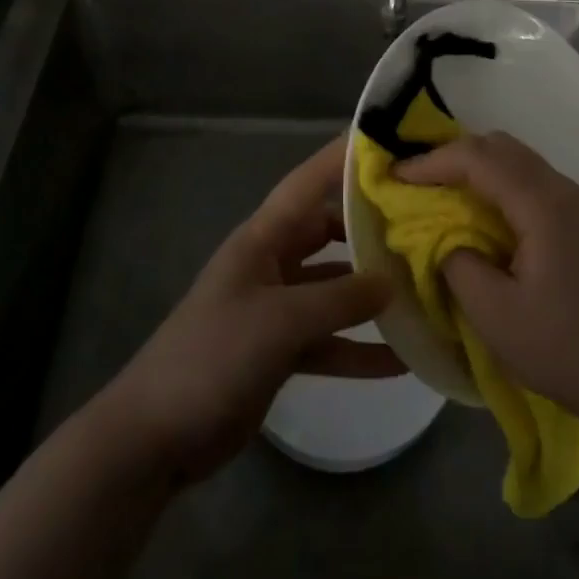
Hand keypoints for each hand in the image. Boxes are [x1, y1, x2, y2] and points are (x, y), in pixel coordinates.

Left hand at [95, 138, 402, 486]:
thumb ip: (339, 299)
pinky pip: (328, 339)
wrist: (155, 436)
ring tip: (423, 289)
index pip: (308, 183)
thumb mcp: (279, 320)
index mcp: (263, 238)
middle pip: (329, 232)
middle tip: (422, 222)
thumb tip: (392, 281)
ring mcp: (277, 307)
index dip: (342, 159)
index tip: (387, 142)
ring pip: (334, 289)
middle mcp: (273, 263)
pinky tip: (400, 361)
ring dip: (371, 294)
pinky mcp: (280, 350)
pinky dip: (358, 348)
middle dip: (370, 227)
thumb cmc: (212, 356)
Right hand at [398, 132, 578, 445]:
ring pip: (520, 163)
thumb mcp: (497, 316)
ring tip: (444, 197)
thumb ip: (457, 264)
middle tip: (417, 182)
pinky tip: (486, 219)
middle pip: (501, 147)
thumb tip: (440, 237)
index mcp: (541, 203)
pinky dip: (501, 187)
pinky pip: (534, 184)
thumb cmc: (569, 350)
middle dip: (453, 156)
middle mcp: (563, 190)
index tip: (395, 176)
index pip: (477, 158)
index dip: (431, 162)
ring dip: (478, 170)